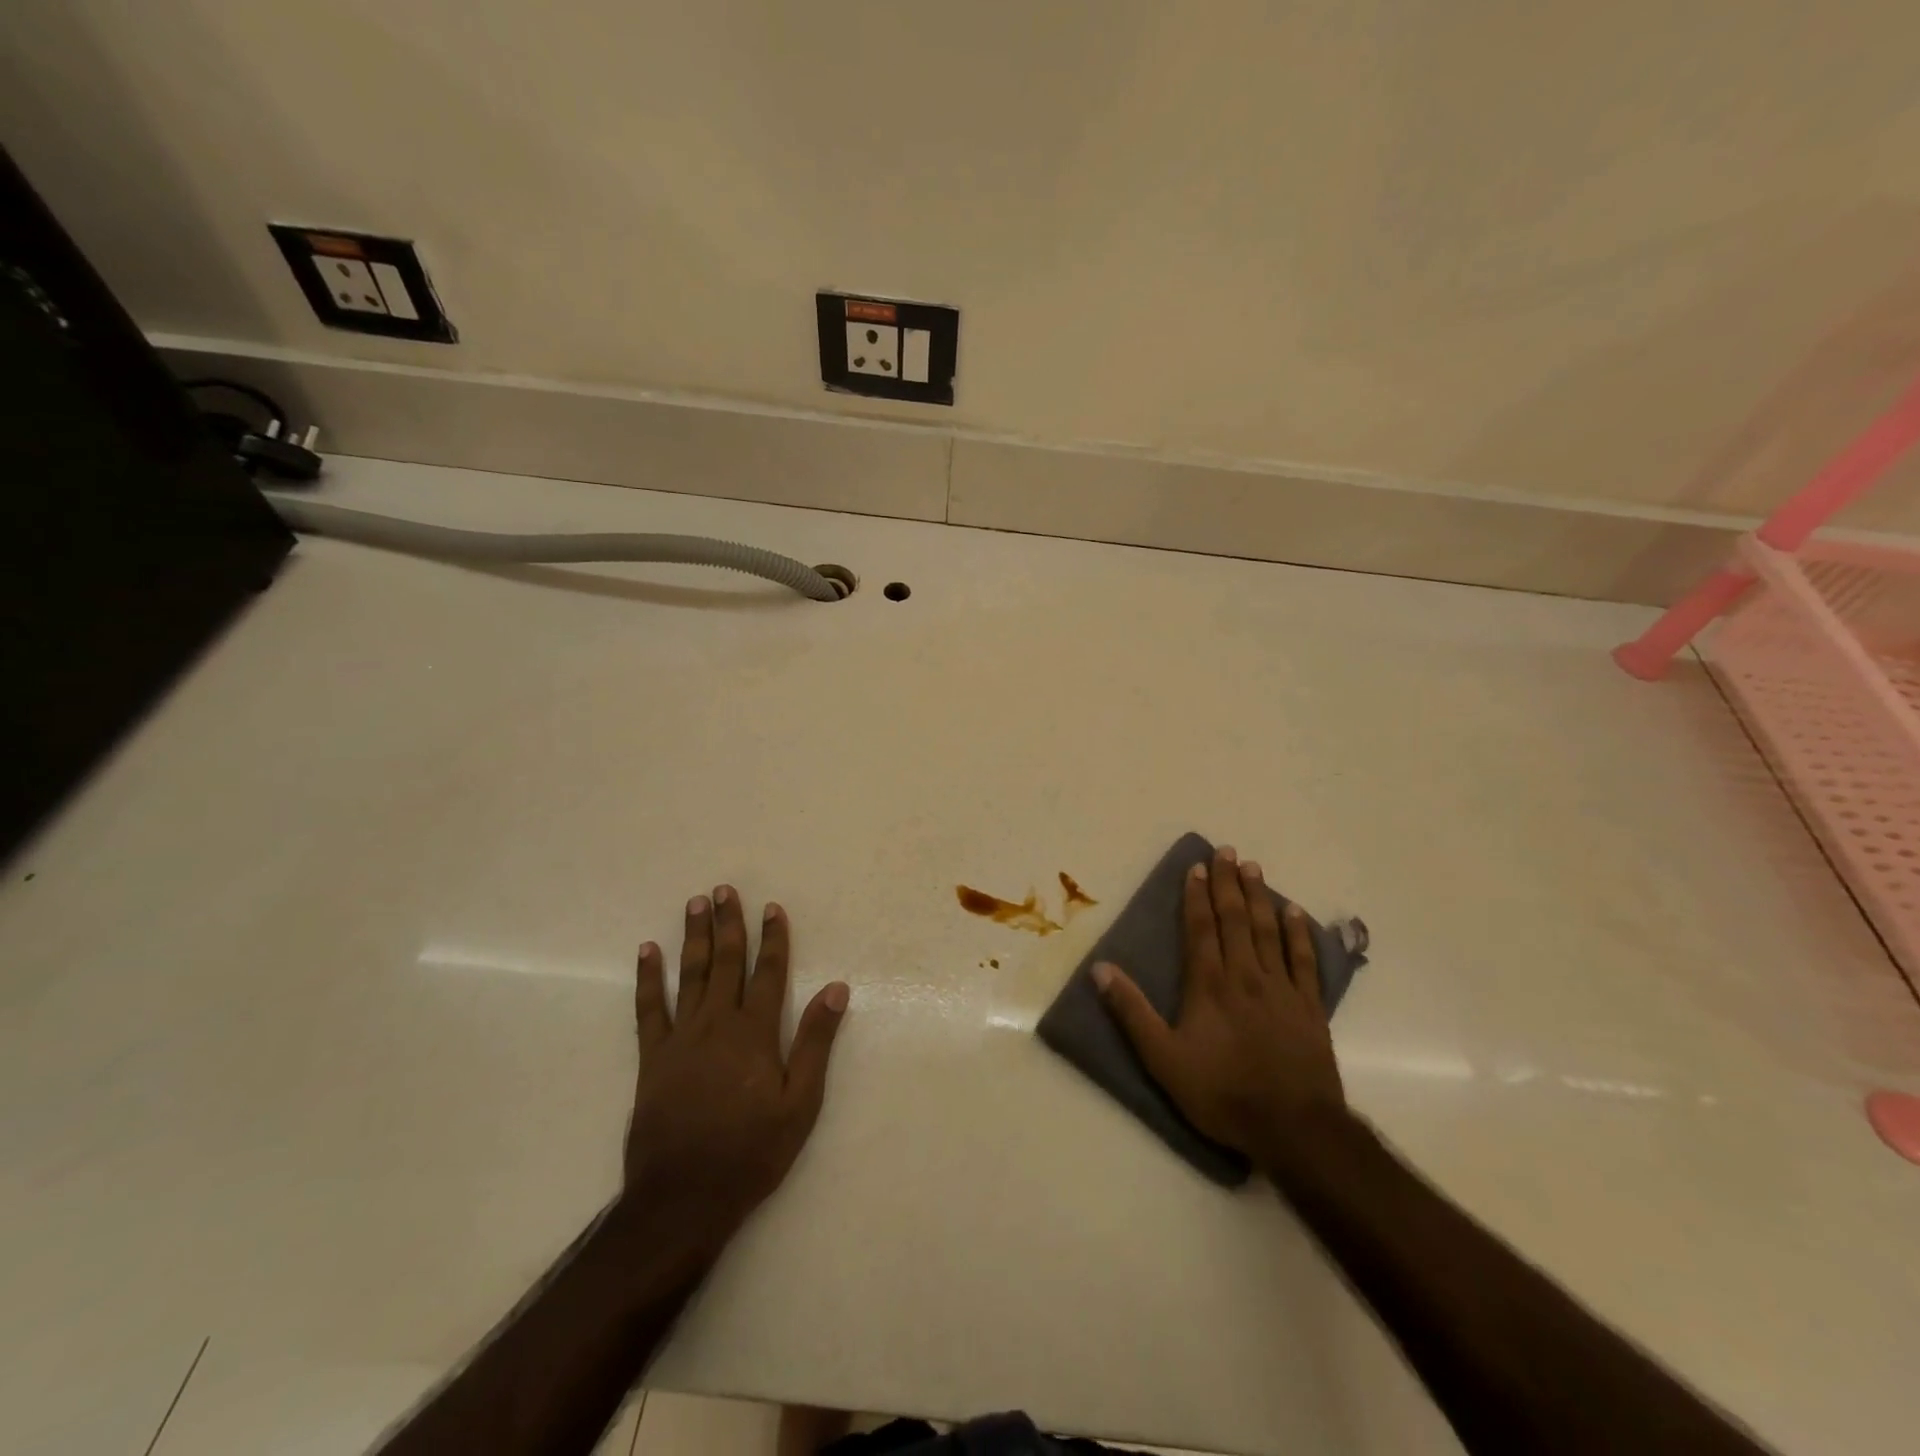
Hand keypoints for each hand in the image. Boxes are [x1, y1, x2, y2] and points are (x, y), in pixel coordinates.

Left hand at [625, 886, 849, 1240]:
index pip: (768, 972)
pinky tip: (647, 952)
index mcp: (755, 1032)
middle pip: (726, 963)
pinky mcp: (652, 1057)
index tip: (772, 908)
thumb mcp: (800, 1103)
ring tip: (695, 904)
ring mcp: (681, 1038)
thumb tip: (837, 989)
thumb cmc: (751, 1151)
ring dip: (694, 937)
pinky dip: (648, 978)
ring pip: (690, 974)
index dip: (773, 938)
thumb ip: (815, 1042)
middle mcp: (717, 1023)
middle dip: (729, 924)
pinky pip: (648, 1008)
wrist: (683, 1197)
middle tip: (724, 890)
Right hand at [1093, 847, 1344, 1172]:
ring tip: (1254, 867)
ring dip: (1259, 897)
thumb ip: (1131, 1012)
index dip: (1196, 896)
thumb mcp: (1163, 1059)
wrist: (1293, 1128)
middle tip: (1226, 851)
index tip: (1196, 867)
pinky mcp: (1310, 1008)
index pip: (1200, 928)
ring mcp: (1282, 989)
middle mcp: (1245, 976)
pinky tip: (1295, 913)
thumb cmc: (1222, 1093)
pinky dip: (1299, 934)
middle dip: (1228, 883)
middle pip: (1235, 920)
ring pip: (1268, 931)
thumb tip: (1100, 969)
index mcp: (1209, 985)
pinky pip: (1305, 961)